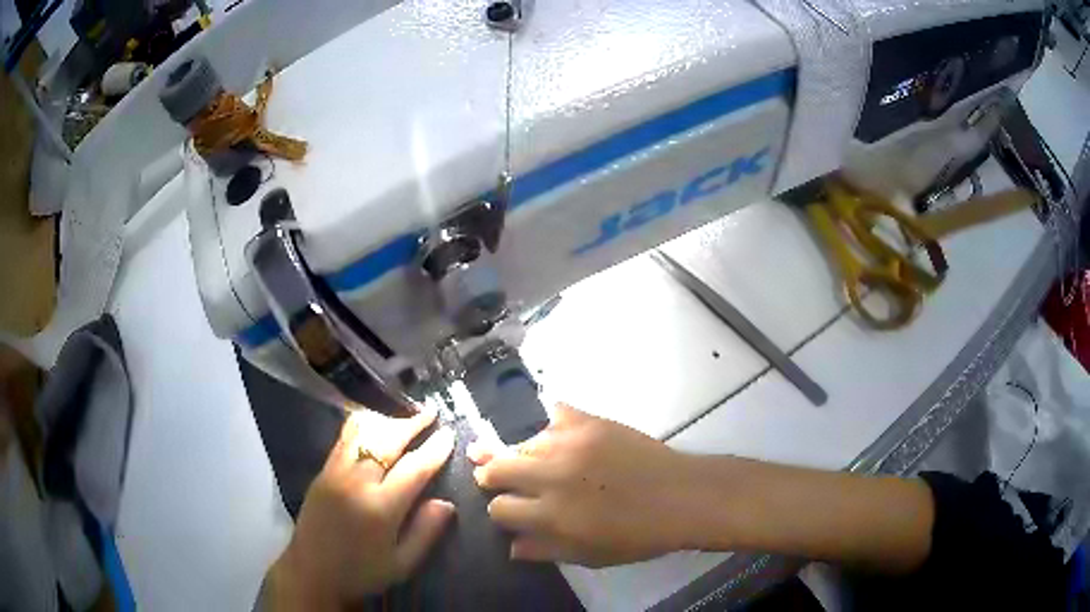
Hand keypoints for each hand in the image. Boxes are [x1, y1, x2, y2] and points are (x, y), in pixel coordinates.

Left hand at [266, 410, 454, 609]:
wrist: (311, 572)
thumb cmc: (361, 573)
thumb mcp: (402, 564)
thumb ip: (426, 532)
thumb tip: (447, 503)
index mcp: (380, 508)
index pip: (414, 469)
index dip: (435, 449)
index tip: (449, 433)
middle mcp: (357, 483)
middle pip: (388, 442)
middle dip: (412, 425)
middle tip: (431, 414)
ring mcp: (335, 473)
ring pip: (364, 434)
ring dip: (387, 421)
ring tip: (405, 416)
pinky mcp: (322, 471)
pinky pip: (344, 439)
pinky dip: (362, 426)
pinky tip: (373, 423)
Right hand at [469, 403, 696, 567]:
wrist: (679, 496)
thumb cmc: (636, 535)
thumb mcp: (588, 555)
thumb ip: (544, 550)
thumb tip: (511, 545)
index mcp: (551, 514)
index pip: (499, 508)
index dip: (501, 511)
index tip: (510, 511)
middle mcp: (552, 475)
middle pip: (498, 466)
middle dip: (492, 475)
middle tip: (495, 476)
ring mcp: (570, 443)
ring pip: (522, 442)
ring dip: (520, 453)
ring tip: (528, 459)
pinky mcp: (590, 421)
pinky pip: (555, 412)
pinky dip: (552, 424)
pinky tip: (557, 434)